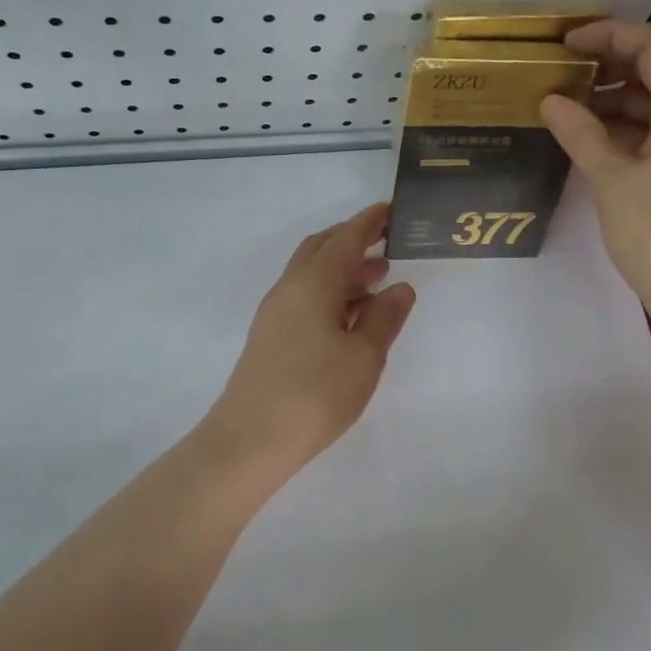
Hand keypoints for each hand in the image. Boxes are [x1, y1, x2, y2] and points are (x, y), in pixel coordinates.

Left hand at [201, 203, 416, 482]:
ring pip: (312, 275)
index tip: (391, 210)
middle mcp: (290, 289)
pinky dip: (331, 294)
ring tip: (378, 281)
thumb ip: (385, 318)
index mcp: (313, 283)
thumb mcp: (364, 357)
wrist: (250, 440)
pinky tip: (351, 317)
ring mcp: (275, 313)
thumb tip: (400, 288)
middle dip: (353, 241)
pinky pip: (305, 298)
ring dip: (344, 270)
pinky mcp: (270, 336)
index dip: (369, 222)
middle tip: (386, 244)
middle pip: (321, 249)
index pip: (345, 239)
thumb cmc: (315, 394)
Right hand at [539, 20, 650, 320]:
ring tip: (574, 102)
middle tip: (572, 66)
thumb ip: (581, 133)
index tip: (568, 44)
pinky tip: (595, 138)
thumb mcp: (611, 178)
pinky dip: (627, 125)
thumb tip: (551, 99)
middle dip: (617, 59)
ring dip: (620, 95)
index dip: (612, 35)